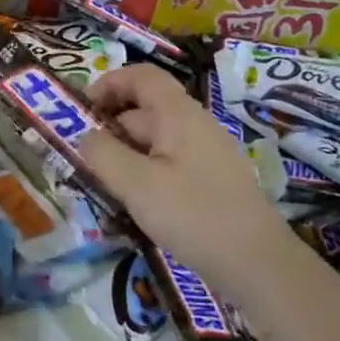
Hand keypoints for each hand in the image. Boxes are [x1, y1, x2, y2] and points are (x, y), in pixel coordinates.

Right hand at [80, 64, 284, 286]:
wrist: (258, 264)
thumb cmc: (193, 215)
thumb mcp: (136, 184)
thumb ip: (102, 154)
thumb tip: (85, 137)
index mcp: (179, 115)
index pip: (142, 76)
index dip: (108, 83)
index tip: (81, 110)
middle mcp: (195, 126)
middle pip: (144, 111)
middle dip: (109, 129)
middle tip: (82, 160)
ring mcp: (206, 154)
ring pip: (154, 142)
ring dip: (124, 156)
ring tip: (101, 186)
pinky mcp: (210, 182)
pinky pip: (168, 165)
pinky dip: (144, 174)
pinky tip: (133, 205)